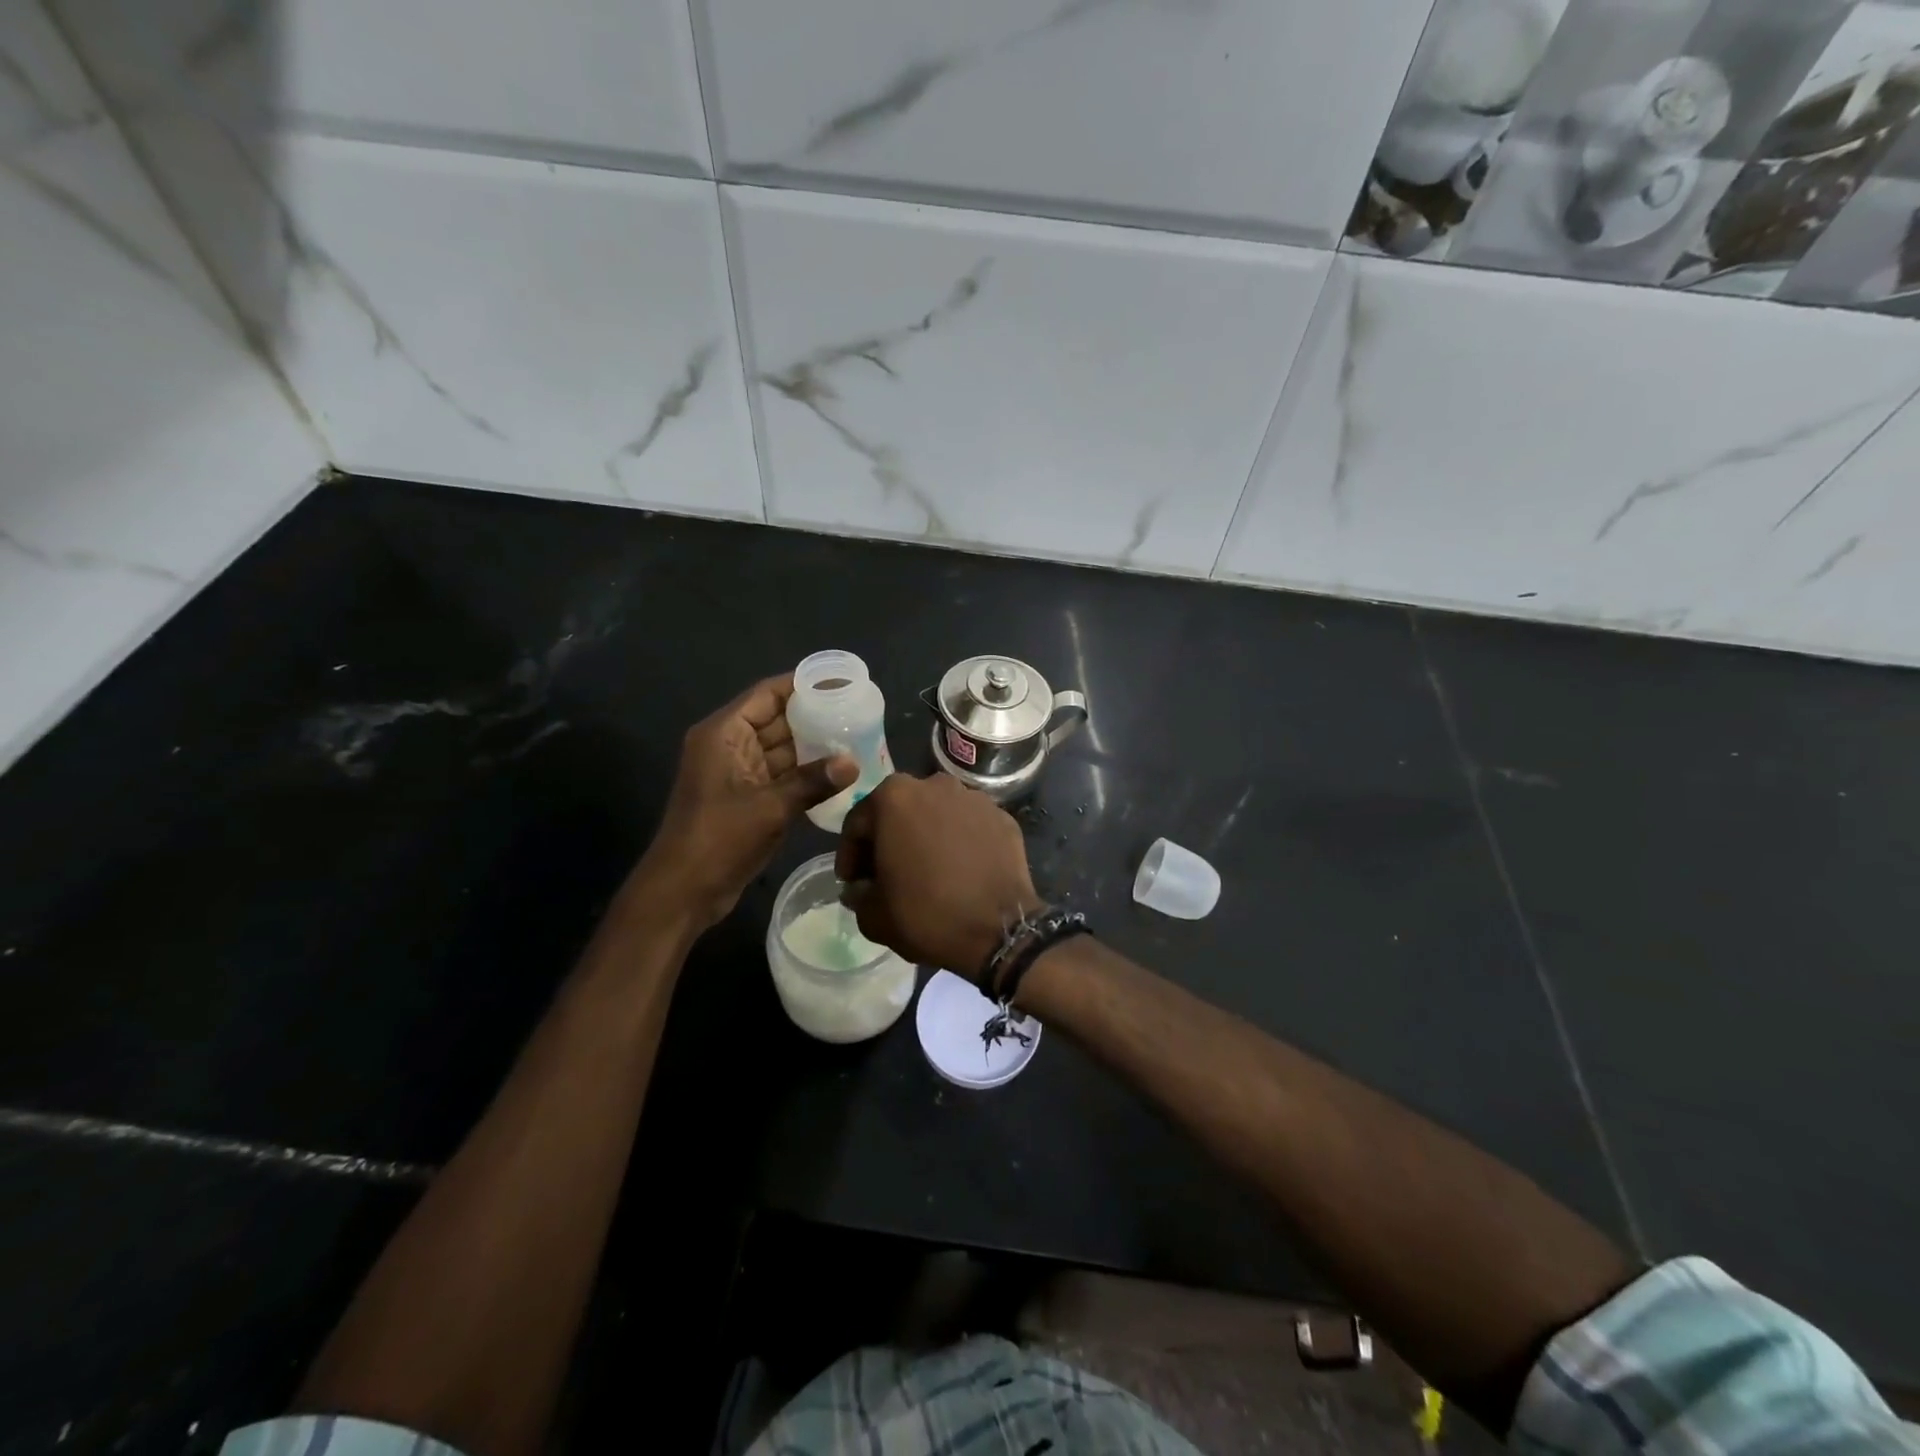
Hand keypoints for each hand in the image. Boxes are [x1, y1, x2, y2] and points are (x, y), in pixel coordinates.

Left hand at [634, 674, 855, 928]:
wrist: (683, 891)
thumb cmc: (719, 839)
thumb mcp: (770, 807)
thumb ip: (813, 781)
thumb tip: (854, 762)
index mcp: (725, 733)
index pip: (767, 694)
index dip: (802, 685)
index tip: (840, 683)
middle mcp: (730, 746)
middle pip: (777, 719)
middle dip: (815, 716)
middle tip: (858, 712)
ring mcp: (738, 773)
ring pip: (782, 749)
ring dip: (814, 747)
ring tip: (857, 739)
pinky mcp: (747, 799)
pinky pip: (781, 776)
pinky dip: (806, 774)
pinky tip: (840, 774)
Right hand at [836, 773, 1043, 980]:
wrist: (1000, 930)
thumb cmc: (927, 915)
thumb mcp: (873, 915)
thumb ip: (858, 893)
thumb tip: (861, 887)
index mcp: (894, 797)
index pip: (858, 823)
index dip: (850, 856)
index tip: (852, 882)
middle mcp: (935, 784)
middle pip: (899, 811)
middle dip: (889, 840)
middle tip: (886, 875)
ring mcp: (974, 798)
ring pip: (937, 815)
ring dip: (926, 837)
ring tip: (927, 872)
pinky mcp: (1003, 817)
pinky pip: (970, 827)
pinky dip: (960, 843)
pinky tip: (960, 872)